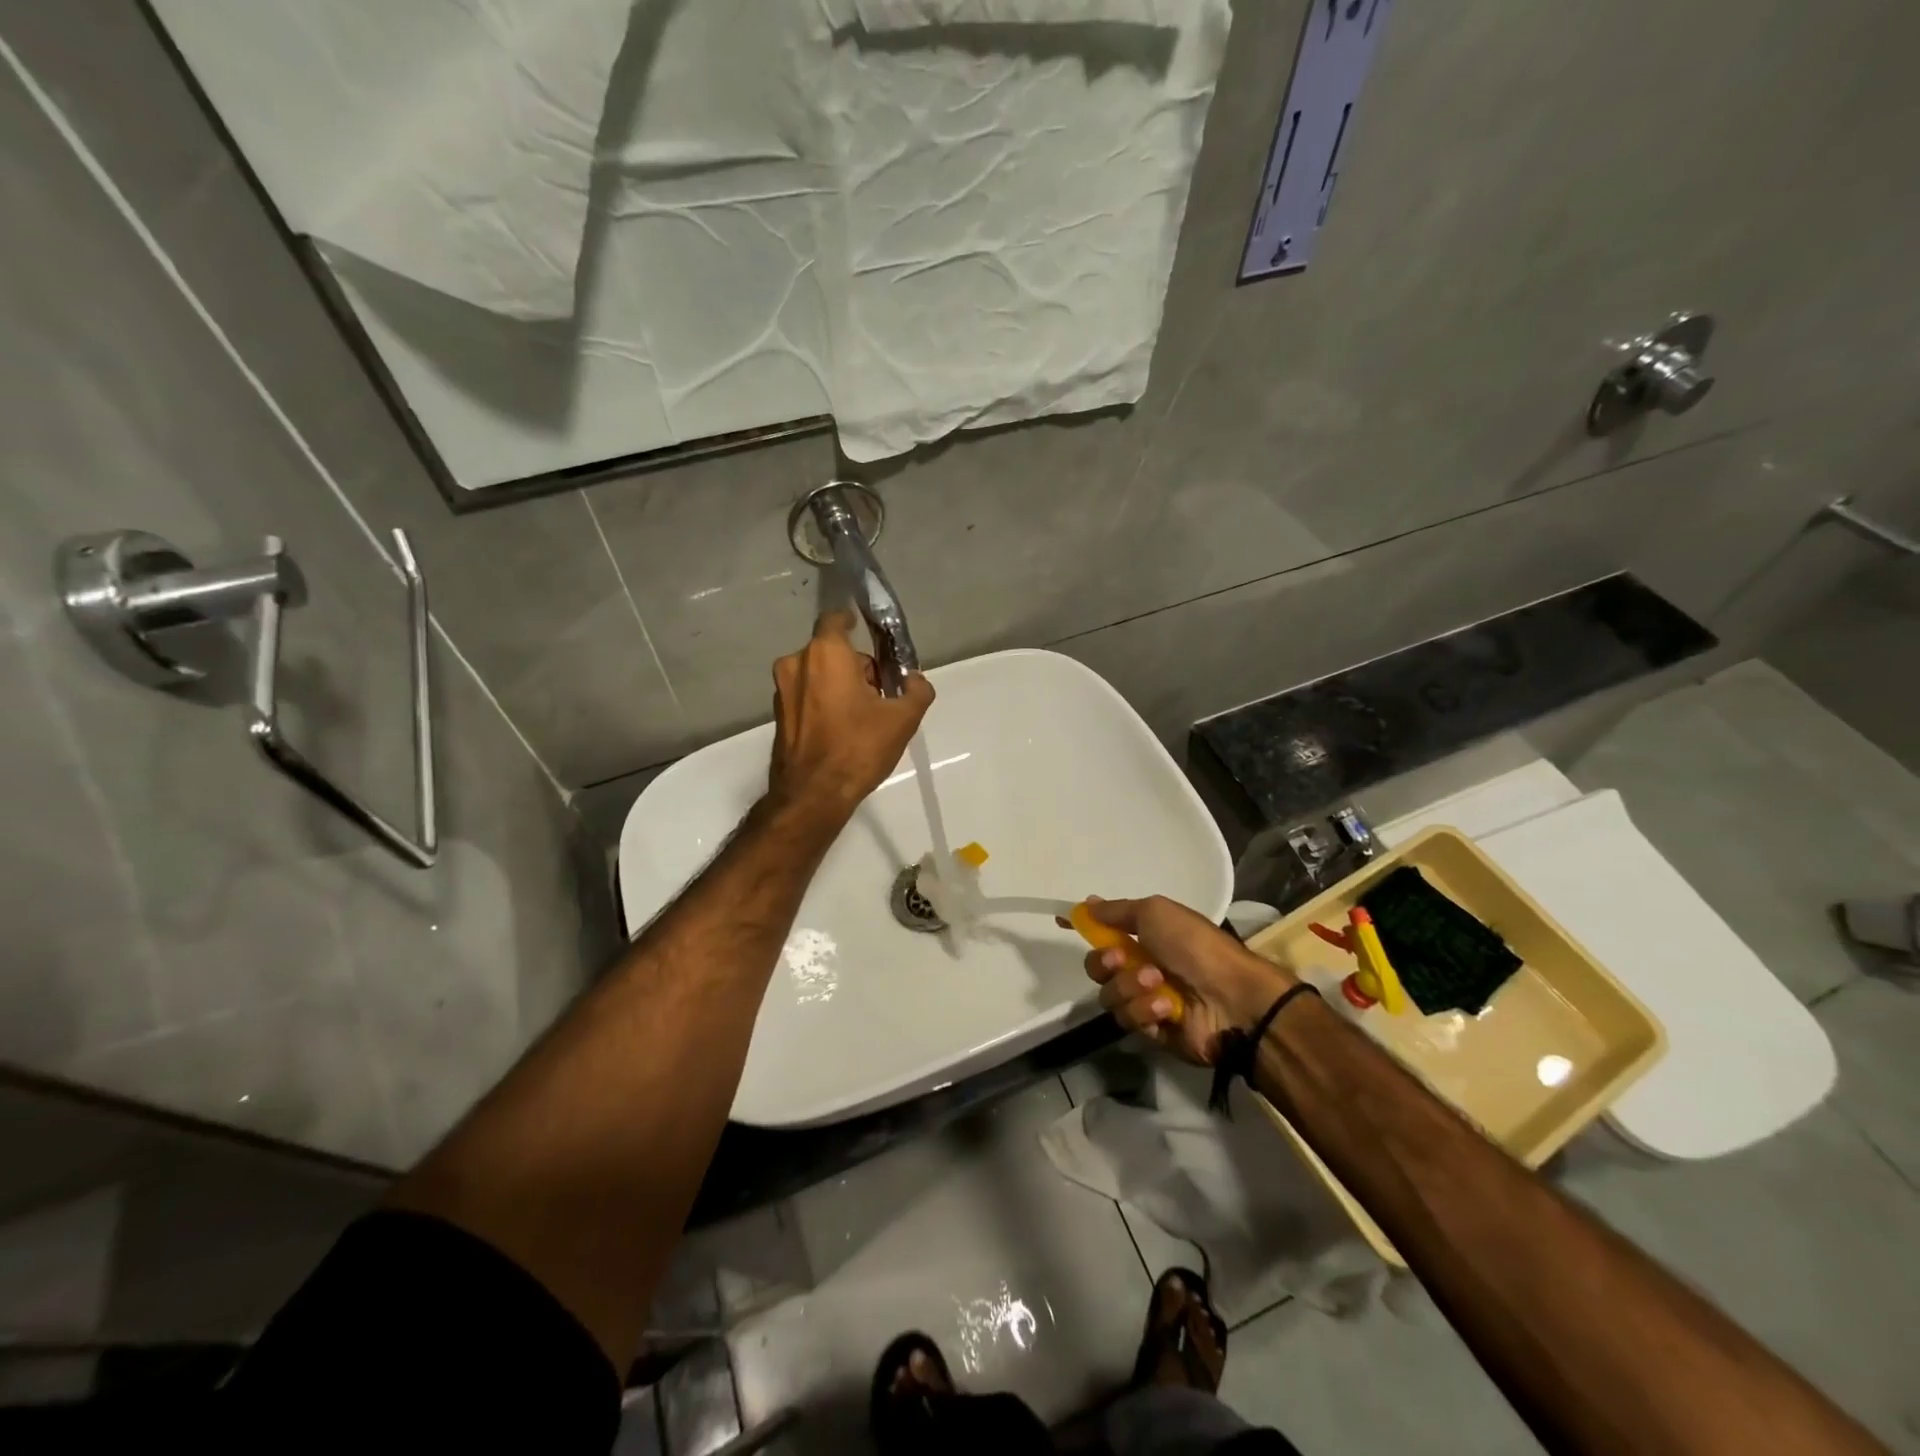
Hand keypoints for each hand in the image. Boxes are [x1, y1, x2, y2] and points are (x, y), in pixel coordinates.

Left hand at [768, 609, 933, 819]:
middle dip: (856, 665)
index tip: (874, 640)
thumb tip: (916, 680)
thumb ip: (917, 691)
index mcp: (826, 653)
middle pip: (832, 650)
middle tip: (880, 692)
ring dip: (839, 684)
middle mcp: (797, 663)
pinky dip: (823, 702)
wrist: (813, 795)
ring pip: (818, 673)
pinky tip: (841, 729)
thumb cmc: (858, 748)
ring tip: (863, 716)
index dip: (855, 624)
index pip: (837, 619)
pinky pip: (806, 695)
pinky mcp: (779, 714)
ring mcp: (782, 690)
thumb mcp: (903, 719)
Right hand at [1079, 896, 1295, 1065]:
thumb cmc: (1195, 946)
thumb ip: (1117, 911)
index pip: (1104, 930)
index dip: (1083, 926)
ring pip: (1110, 995)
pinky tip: (1167, 1008)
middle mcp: (1142, 966)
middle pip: (1098, 967)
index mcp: (1146, 937)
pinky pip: (1129, 1020)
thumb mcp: (1155, 912)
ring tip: (1158, 985)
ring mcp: (1147, 1000)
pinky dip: (1146, 1011)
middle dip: (1105, 962)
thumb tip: (1088, 902)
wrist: (1233, 998)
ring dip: (1131, 987)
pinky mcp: (1152, 1031)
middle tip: (1123, 959)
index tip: (1061, 921)